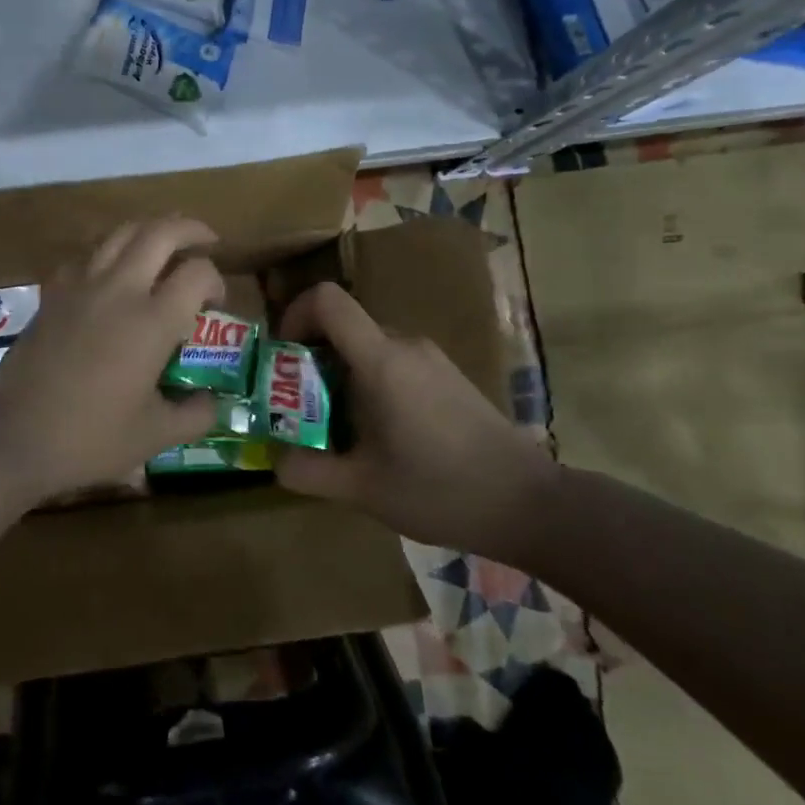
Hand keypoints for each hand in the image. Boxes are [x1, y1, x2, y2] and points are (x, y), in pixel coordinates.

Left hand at [0, 217, 224, 501]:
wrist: (13, 438)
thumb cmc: (89, 439)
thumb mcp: (154, 436)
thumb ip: (195, 415)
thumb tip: (213, 403)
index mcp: (151, 322)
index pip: (197, 273)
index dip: (216, 280)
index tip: (216, 302)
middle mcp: (118, 291)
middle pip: (159, 232)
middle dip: (190, 229)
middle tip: (206, 240)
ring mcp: (80, 287)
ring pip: (119, 233)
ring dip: (149, 230)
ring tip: (163, 246)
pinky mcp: (52, 295)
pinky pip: (85, 255)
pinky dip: (108, 251)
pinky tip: (111, 274)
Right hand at [272, 282, 559, 558]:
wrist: (530, 505)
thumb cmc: (440, 490)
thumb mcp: (362, 489)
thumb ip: (307, 471)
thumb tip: (275, 459)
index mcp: (381, 361)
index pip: (327, 300)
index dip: (294, 314)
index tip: (282, 356)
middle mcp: (405, 345)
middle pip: (343, 327)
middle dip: (310, 360)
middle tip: (299, 408)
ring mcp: (431, 359)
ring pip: (367, 347)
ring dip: (339, 376)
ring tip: (336, 429)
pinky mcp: (447, 376)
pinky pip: (392, 363)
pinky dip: (369, 384)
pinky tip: (378, 434)